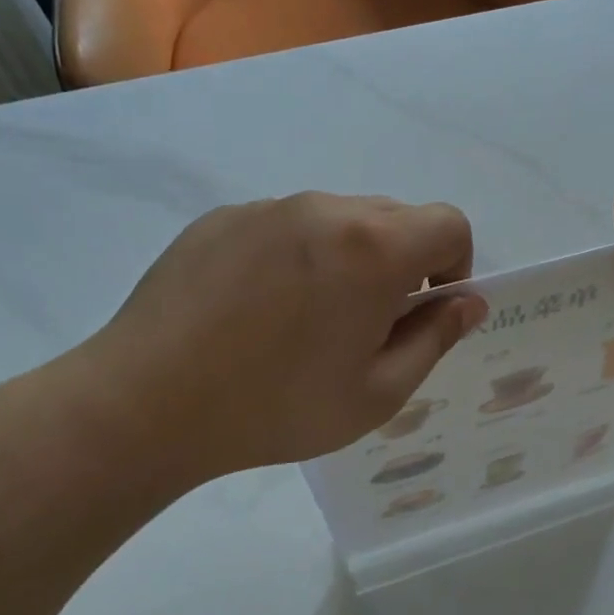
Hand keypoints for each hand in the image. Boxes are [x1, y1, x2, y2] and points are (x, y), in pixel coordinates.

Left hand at [66, 193, 484, 490]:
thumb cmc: (277, 406)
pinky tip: (257, 311)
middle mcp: (326, 209)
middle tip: (367, 325)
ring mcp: (268, 208)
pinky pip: (285, 225)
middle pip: (396, 217)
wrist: (145, 404)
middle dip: (403, 263)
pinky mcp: (222, 218)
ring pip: (339, 219)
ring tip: (306, 320)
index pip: (449, 224)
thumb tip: (468, 303)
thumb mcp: (378, 392)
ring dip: (349, 258)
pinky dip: (296, 256)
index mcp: (374, 247)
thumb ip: (435, 338)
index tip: (424, 311)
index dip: (454, 266)